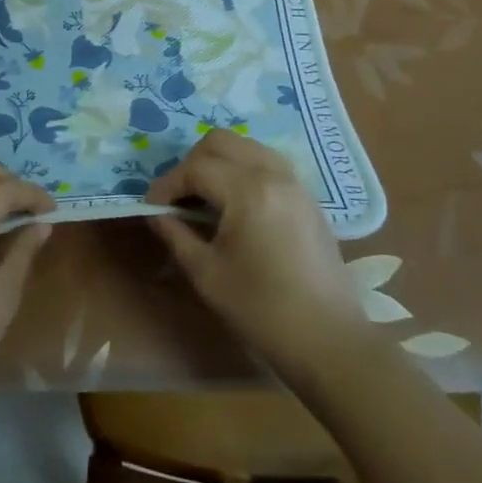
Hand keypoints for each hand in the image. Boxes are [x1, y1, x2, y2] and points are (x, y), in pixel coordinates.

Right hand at [146, 131, 366, 375]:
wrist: (329, 341)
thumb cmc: (262, 310)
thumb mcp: (207, 274)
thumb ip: (176, 235)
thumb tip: (156, 213)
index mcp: (247, 191)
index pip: (195, 168)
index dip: (167, 184)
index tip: (151, 206)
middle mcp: (273, 174)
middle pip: (220, 141)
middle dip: (191, 163)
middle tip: (179, 198)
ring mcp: (294, 182)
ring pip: (245, 146)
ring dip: (218, 161)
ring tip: (205, 197)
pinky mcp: (307, 196)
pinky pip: (267, 162)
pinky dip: (243, 169)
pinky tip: (235, 204)